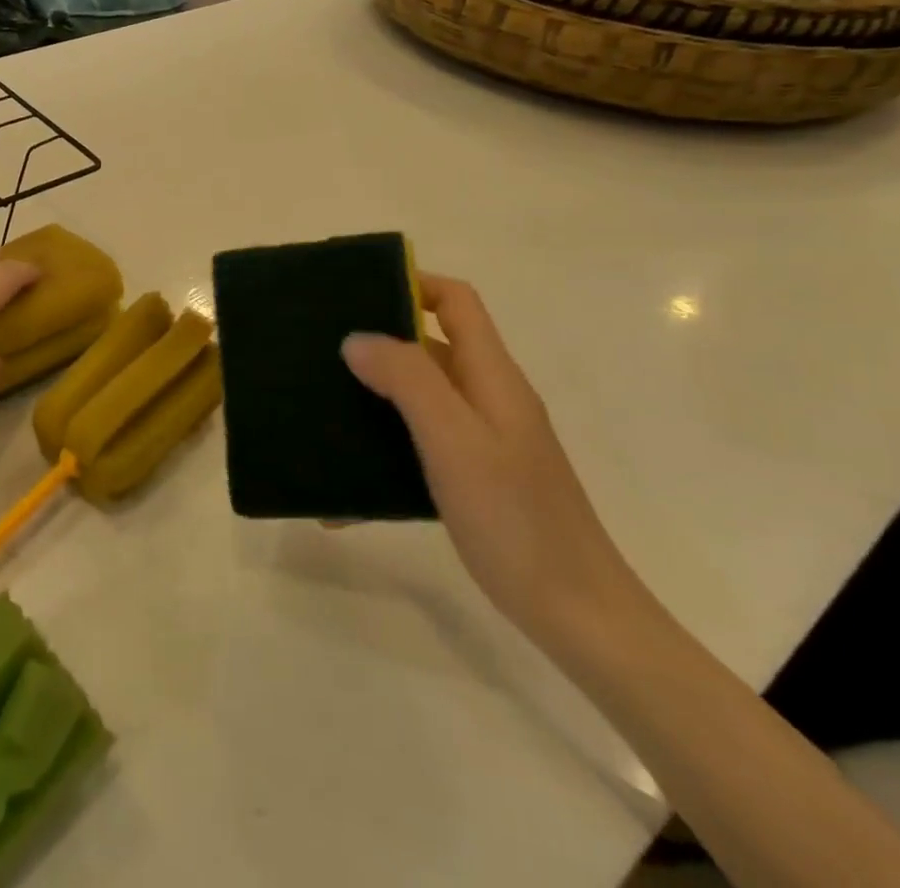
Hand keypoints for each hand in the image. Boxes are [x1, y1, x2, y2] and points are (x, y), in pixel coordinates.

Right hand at [342, 274, 643, 648]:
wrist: (577, 617)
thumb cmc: (516, 520)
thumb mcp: (456, 441)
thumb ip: (408, 381)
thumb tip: (357, 338)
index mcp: (492, 376)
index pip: (456, 301)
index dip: (412, 283)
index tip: (356, 292)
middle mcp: (488, 397)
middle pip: (431, 345)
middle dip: (377, 339)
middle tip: (321, 349)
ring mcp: (482, 439)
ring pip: (419, 396)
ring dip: (374, 395)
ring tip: (321, 406)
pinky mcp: (473, 476)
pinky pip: (418, 443)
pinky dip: (383, 448)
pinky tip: (346, 484)